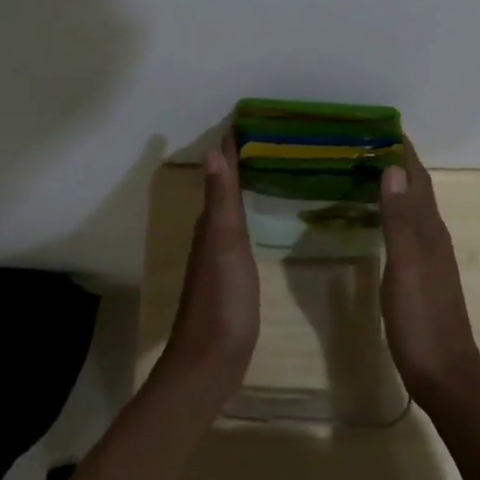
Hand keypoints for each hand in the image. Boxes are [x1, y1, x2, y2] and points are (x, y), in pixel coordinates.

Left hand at [159, 132, 259, 398]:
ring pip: (230, 210)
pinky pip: (238, 232)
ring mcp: (219, 257)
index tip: (248, 120)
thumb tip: (214, 152)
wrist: (211, 360)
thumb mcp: (225, 244)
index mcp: (210, 224)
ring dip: (243, 187)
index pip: (221, 174)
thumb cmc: (222, 299)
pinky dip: (248, 214)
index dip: (231, 149)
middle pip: (224, 188)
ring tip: (268, 168)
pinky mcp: (230, 277)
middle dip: (239, 162)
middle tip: (267, 138)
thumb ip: (221, 201)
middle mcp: (211, 235)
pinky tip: (261, 218)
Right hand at [380, 140, 479, 410]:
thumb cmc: (423, 323)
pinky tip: (376, 220)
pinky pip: (406, 231)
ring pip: (412, 210)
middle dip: (396, 163)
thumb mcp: (406, 269)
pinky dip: (391, 213)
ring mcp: (429, 259)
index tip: (380, 125)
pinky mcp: (420, 277)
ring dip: (394, 187)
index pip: (417, 179)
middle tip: (363, 144)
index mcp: (430, 231)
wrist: (446, 378)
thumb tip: (392, 169)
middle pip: (416, 190)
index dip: (403, 151)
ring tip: (365, 171)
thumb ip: (400, 220)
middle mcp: (433, 238)